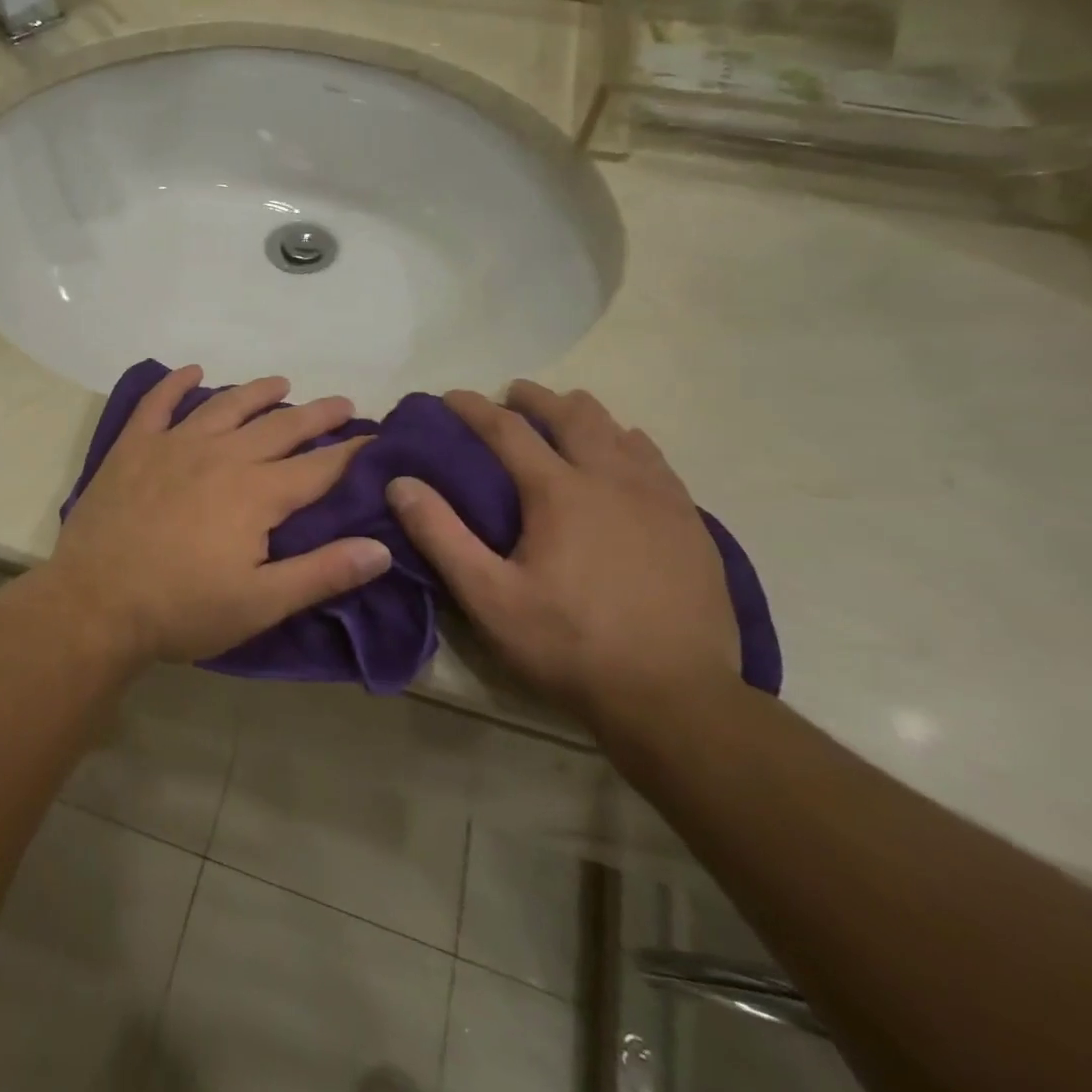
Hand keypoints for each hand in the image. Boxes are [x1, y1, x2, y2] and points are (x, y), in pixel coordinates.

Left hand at [46, 365, 391, 665]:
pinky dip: (174, 383)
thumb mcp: (261, 603)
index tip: (375, 440)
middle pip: (280, 427)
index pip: (318, 467)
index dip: (351, 453)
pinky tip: (191, 371)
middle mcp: (221, 455)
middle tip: (341, 404)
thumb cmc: (182, 609)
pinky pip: (157, 403)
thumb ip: (323, 573)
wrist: (95, 604)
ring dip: (257, 392)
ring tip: (280, 383)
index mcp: (256, 493)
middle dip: (316, 415)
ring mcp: (174, 445)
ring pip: (225, 406)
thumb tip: (382, 548)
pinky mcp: (134, 447)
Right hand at [386, 382, 738, 733]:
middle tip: (514, 394)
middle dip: (537, 398)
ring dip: (585, 414)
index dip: (474, 407)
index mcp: (559, 492)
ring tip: (566, 414)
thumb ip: (441, 535)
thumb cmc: (569, 645)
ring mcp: (659, 498)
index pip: (508, 429)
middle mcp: (611, 479)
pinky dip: (630, 442)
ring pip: (619, 430)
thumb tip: (401, 482)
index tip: (450, 396)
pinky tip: (626, 452)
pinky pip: (656, 460)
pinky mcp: (690, 523)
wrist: (675, 698)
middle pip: (572, 415)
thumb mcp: (488, 597)